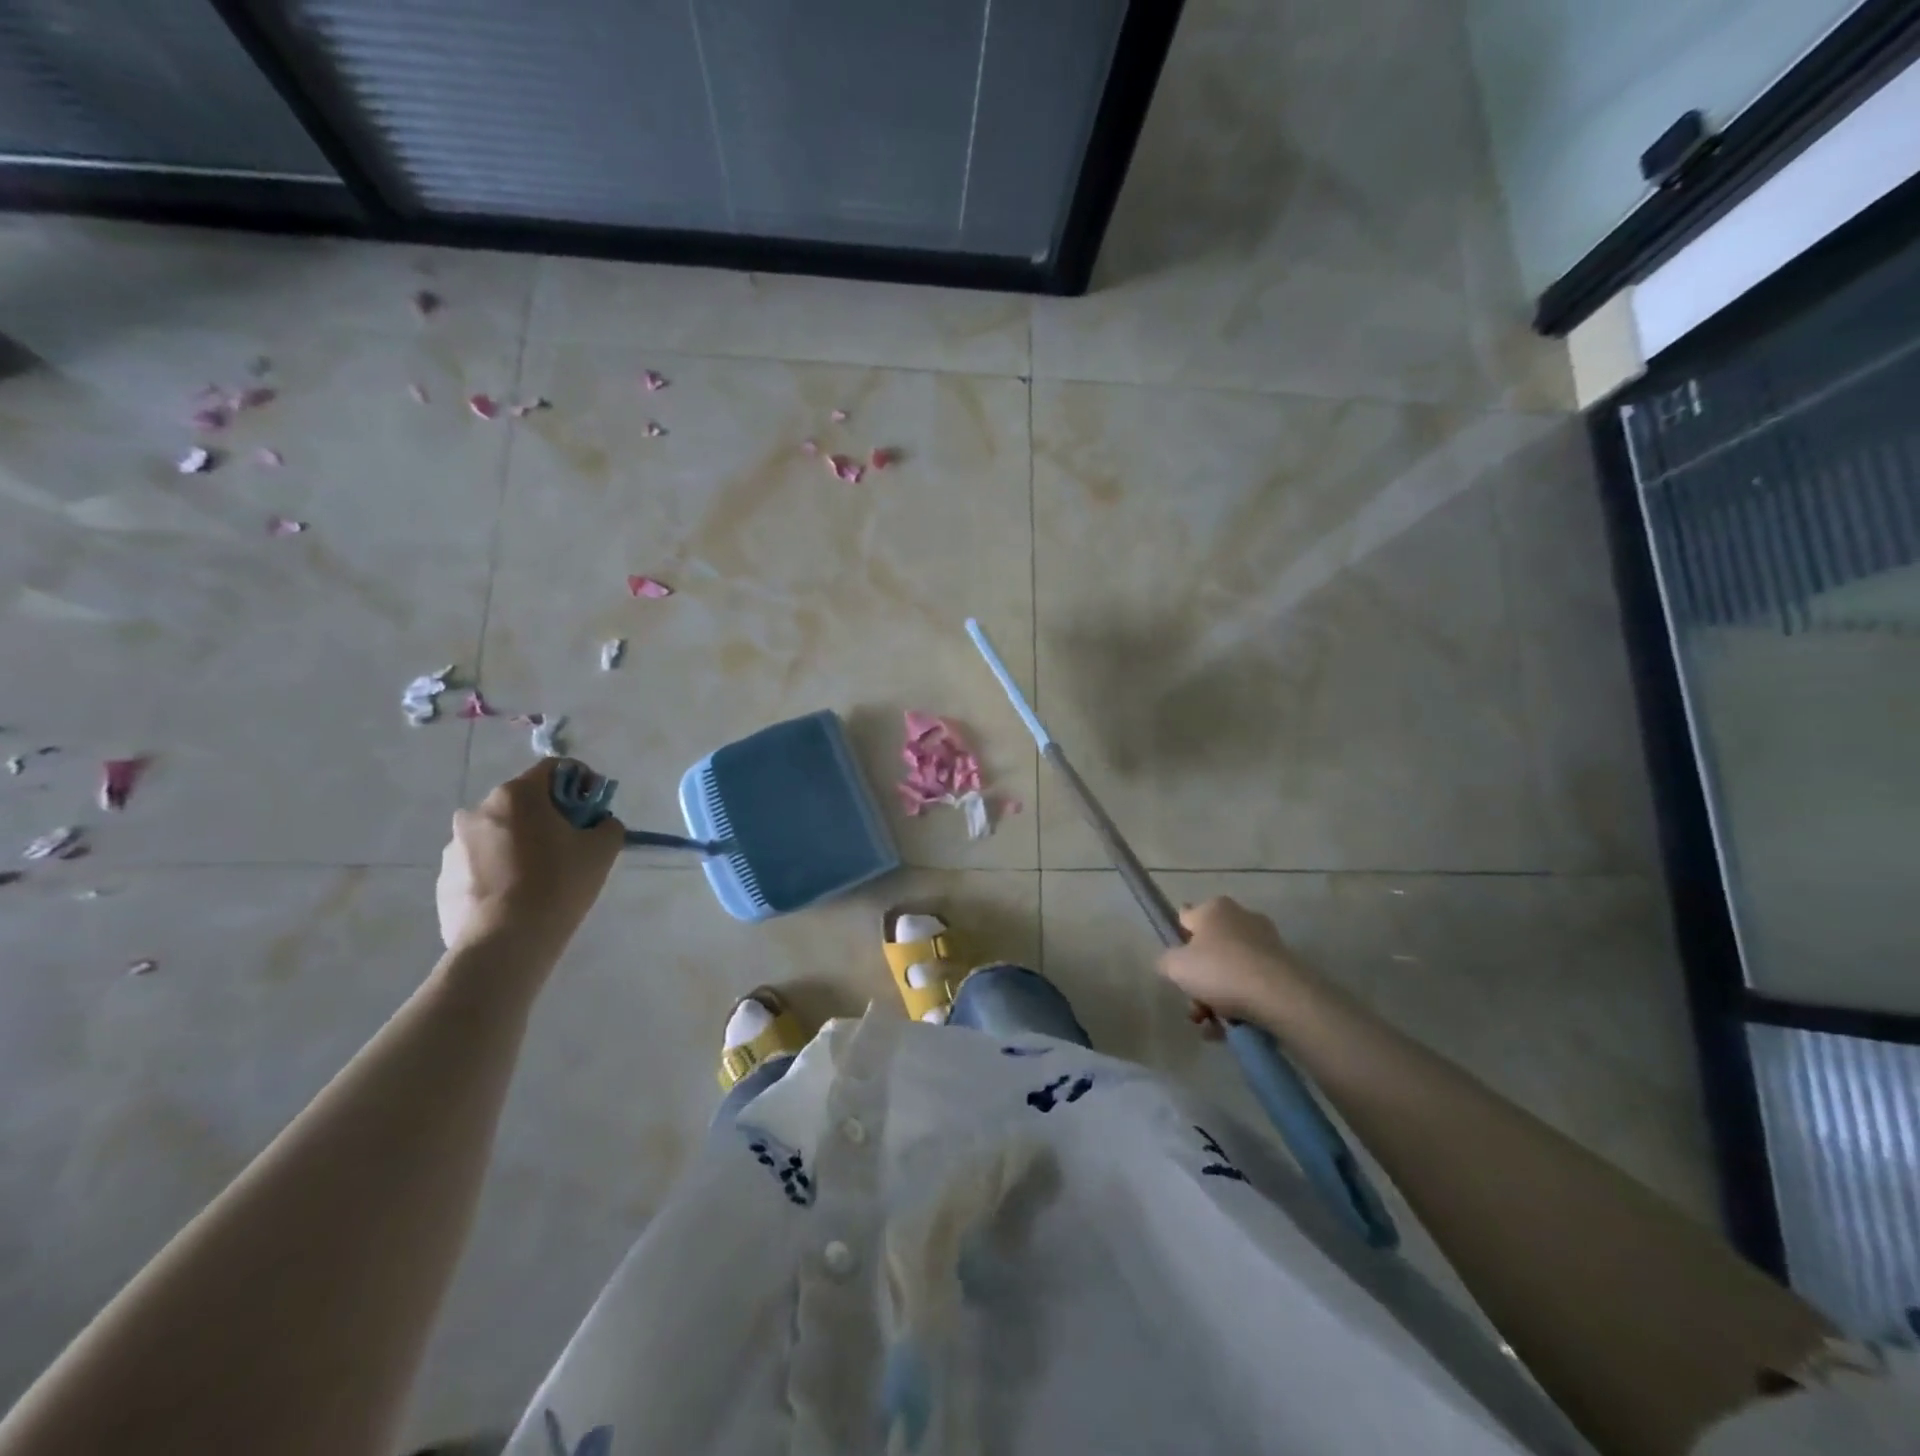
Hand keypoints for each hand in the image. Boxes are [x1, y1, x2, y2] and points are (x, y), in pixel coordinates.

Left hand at [436, 759, 623, 954]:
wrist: (504, 944)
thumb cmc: (557, 884)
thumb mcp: (602, 850)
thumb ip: (607, 824)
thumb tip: (598, 824)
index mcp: (516, 796)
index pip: (553, 768)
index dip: (580, 781)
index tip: (593, 807)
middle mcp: (478, 812)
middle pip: (523, 802)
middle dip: (549, 816)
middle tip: (572, 844)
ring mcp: (455, 847)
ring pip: (499, 834)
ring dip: (522, 844)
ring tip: (542, 878)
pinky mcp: (444, 880)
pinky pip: (481, 865)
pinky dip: (501, 871)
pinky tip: (518, 898)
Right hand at [1158, 896, 1319, 1026]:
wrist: (1280, 996)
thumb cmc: (1220, 971)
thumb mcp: (1175, 966)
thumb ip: (1165, 961)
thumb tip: (1171, 963)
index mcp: (1214, 908)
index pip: (1186, 918)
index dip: (1178, 942)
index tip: (1178, 967)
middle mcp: (1241, 917)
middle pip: (1209, 950)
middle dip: (1199, 982)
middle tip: (1195, 1007)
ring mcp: (1266, 942)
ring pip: (1230, 971)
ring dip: (1217, 998)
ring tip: (1213, 1026)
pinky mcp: (1284, 967)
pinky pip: (1252, 984)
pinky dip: (1241, 1004)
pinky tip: (1233, 1029)